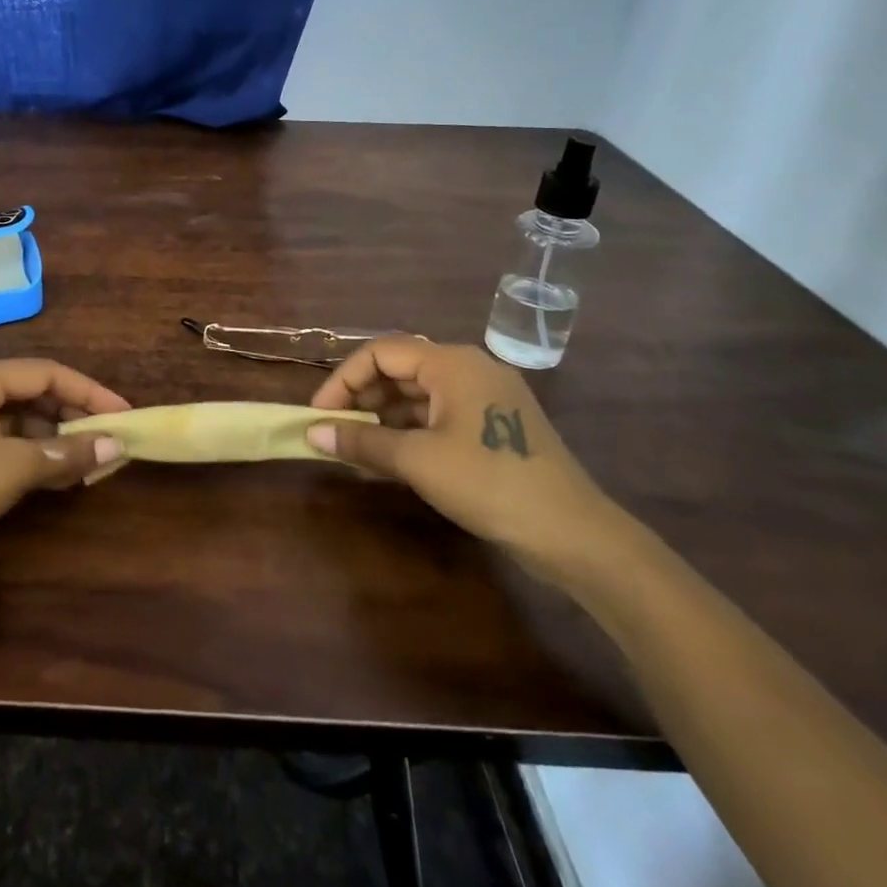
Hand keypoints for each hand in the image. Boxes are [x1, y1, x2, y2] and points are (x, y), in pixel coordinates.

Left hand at [0, 359, 129, 594]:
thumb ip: (66, 454)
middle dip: (72, 417)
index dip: (89, 392)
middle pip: (31, 393)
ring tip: (89, 462)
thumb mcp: (11, 470)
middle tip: (108, 441)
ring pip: (16, 419)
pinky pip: (0, 441)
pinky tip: (57, 476)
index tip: (123, 414)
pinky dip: (29, 454)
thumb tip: (115, 446)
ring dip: (53, 439)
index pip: (45, 373)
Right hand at [306, 338, 631, 578]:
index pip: (380, 352)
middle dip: (362, 397)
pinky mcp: (496, 424)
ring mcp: (487, 396)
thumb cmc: (489, 482)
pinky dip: (410, 429)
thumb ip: (362, 440)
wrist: (573, 534)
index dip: (343, 380)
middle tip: (335, 430)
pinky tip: (392, 456)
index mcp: (452, 362)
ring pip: (420, 393)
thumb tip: (312, 433)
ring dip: (384, 415)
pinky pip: (440, 414)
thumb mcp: (417, 460)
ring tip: (357, 446)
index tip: (319, 414)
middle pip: (400, 369)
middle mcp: (470, 368)